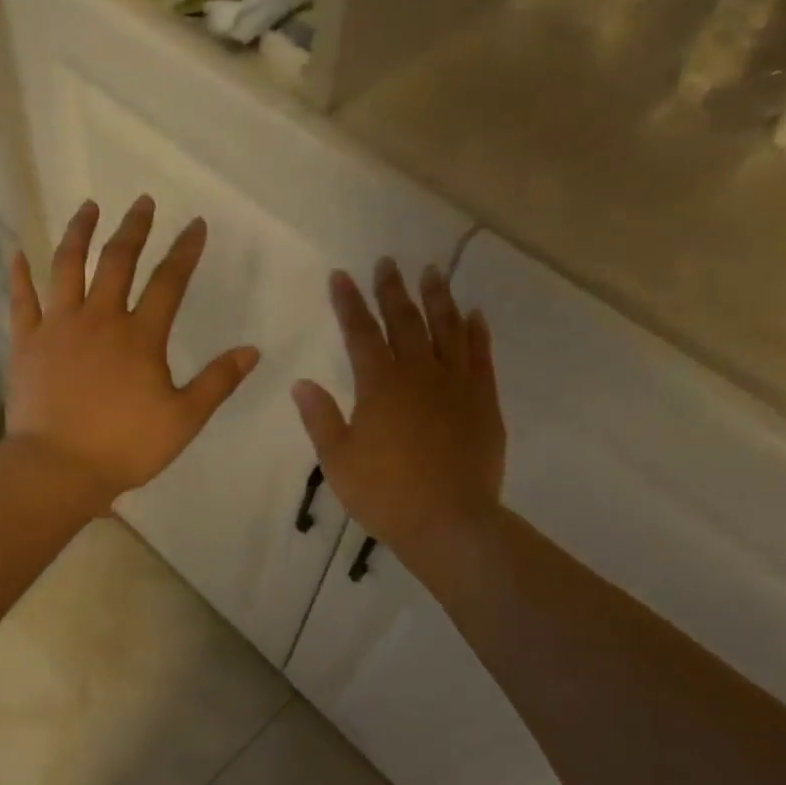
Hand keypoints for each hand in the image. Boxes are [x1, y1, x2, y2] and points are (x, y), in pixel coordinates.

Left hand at [8, 196, 260, 508]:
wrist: (58, 467)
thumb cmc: (125, 446)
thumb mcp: (184, 419)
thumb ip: (217, 381)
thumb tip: (252, 350)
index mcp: (141, 336)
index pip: (169, 282)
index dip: (185, 251)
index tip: (195, 224)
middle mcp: (100, 319)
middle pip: (118, 261)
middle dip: (134, 228)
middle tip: (142, 201)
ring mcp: (58, 327)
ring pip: (67, 267)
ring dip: (79, 233)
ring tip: (87, 207)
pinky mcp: (26, 343)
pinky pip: (22, 300)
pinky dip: (20, 275)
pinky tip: (19, 253)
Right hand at [292, 259, 505, 563]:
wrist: (449, 522)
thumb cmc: (385, 495)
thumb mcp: (338, 461)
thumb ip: (321, 419)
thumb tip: (302, 383)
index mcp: (379, 386)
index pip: (360, 333)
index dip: (349, 303)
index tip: (341, 276)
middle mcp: (419, 375)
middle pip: (405, 321)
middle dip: (392, 290)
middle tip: (388, 262)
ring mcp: (456, 386)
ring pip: (447, 330)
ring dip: (438, 298)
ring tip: (432, 273)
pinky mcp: (484, 402)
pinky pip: (481, 357)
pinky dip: (476, 333)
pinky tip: (473, 315)